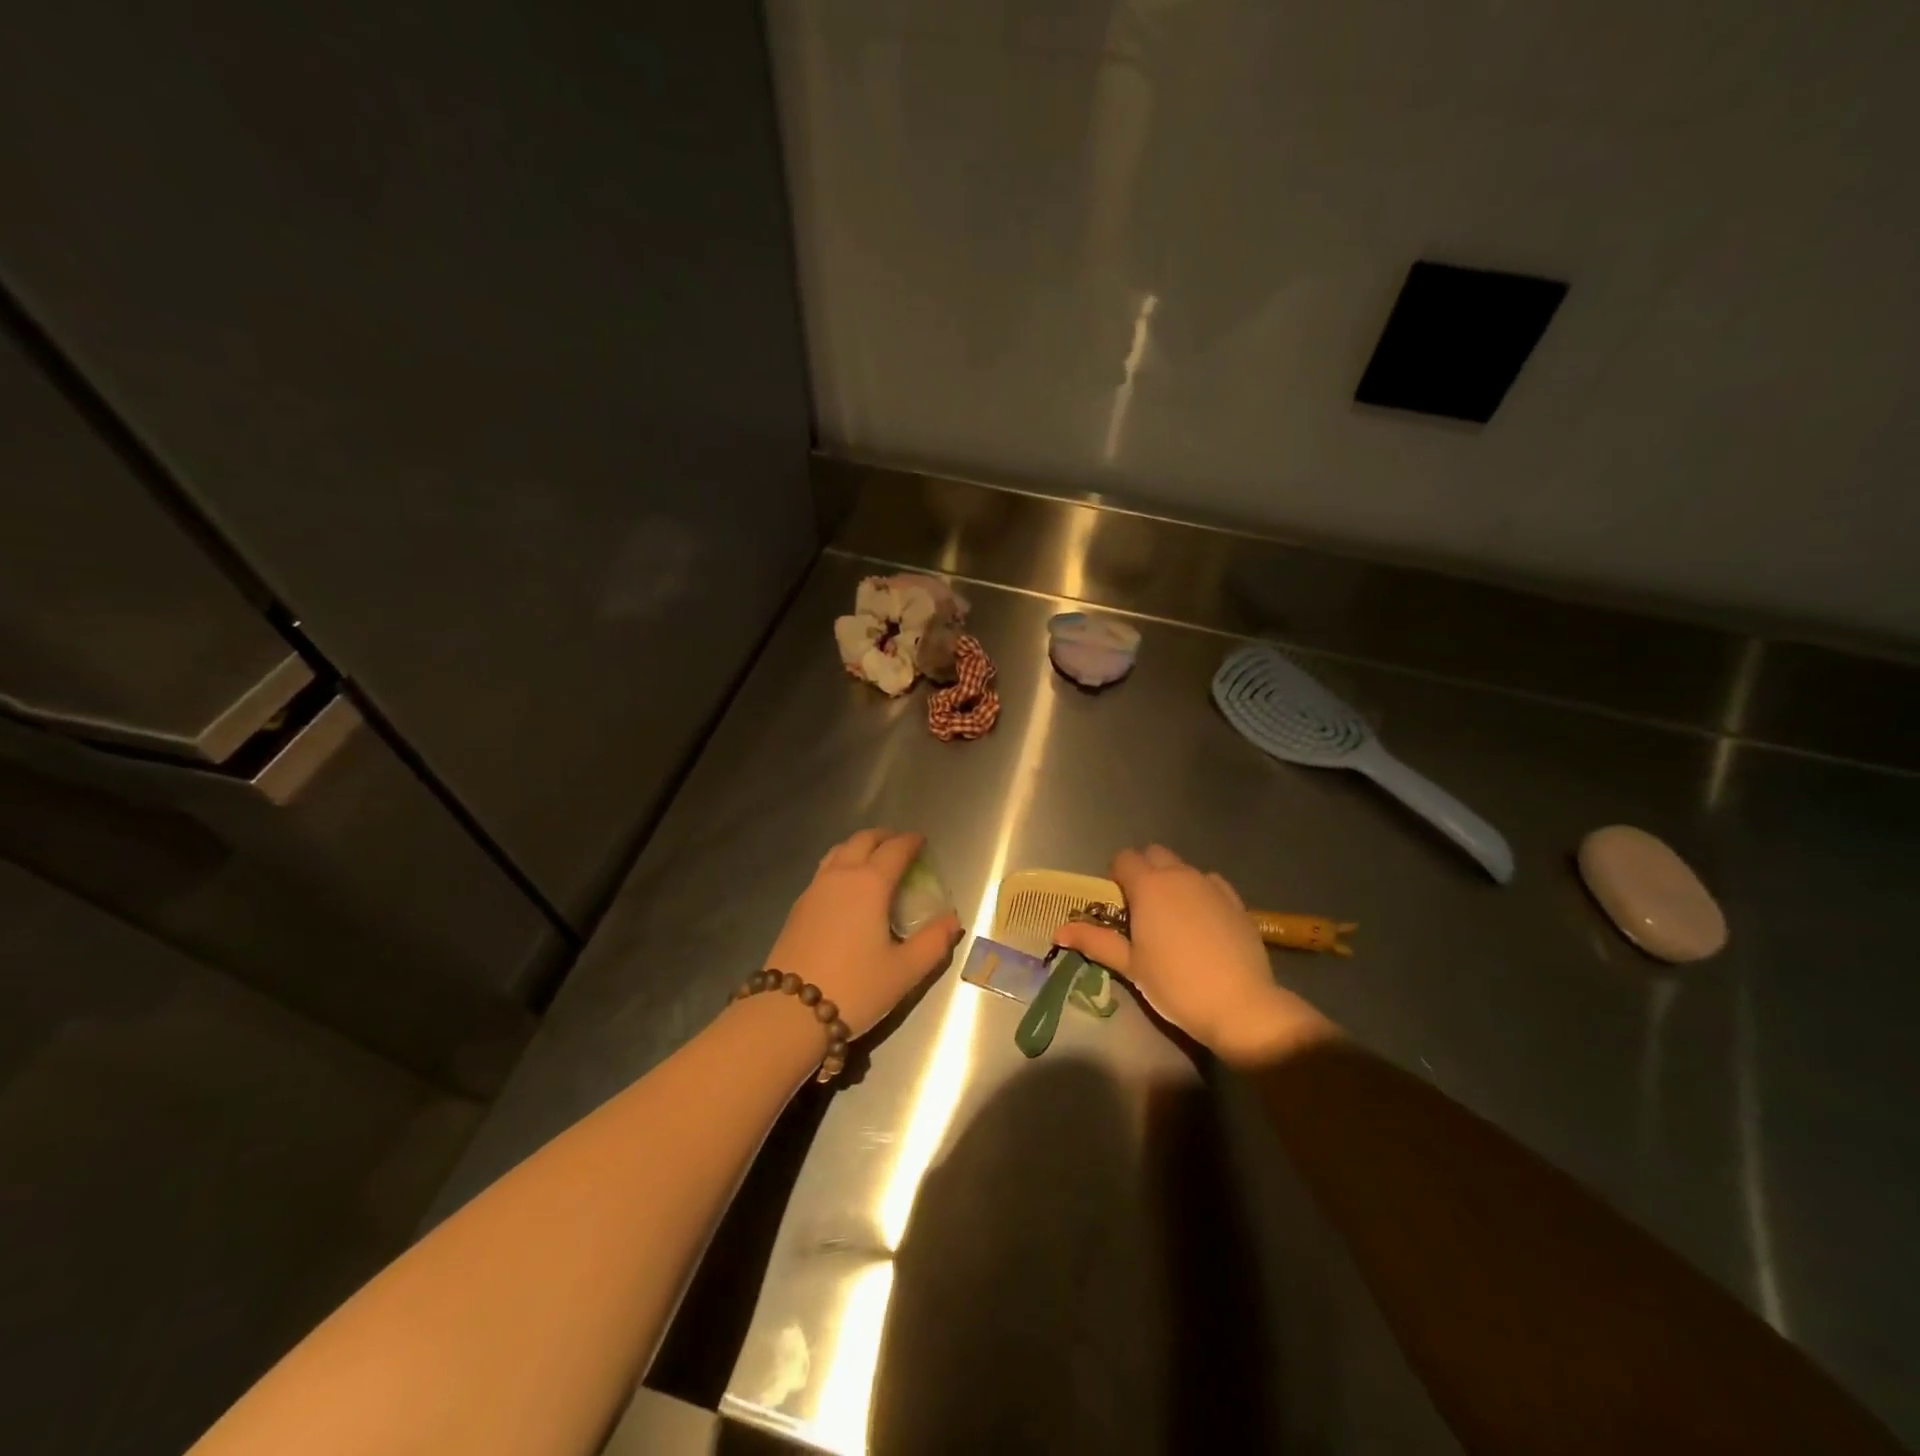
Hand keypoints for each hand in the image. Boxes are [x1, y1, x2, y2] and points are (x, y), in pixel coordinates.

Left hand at [765, 828, 962, 1037]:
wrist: (789, 1013)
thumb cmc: (855, 988)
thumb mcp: (904, 971)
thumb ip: (934, 942)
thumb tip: (952, 921)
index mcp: (870, 884)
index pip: (895, 849)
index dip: (911, 842)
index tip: (922, 842)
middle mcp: (840, 876)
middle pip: (863, 840)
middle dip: (885, 837)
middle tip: (900, 846)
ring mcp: (814, 889)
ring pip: (838, 851)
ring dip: (859, 847)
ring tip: (873, 860)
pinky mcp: (798, 907)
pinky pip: (824, 870)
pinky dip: (841, 864)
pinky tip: (846, 888)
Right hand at [1053, 844, 1333, 1062]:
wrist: (1240, 1005)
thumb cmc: (1175, 984)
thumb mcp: (1130, 965)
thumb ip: (1095, 941)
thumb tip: (1059, 931)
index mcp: (1148, 885)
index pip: (1123, 859)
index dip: (1115, 876)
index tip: (1116, 905)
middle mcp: (1179, 875)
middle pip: (1153, 854)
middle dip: (1143, 871)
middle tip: (1139, 909)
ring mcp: (1210, 885)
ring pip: (1182, 868)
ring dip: (1170, 881)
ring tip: (1171, 919)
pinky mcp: (1235, 900)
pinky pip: (1209, 883)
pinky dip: (1199, 892)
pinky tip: (1201, 922)